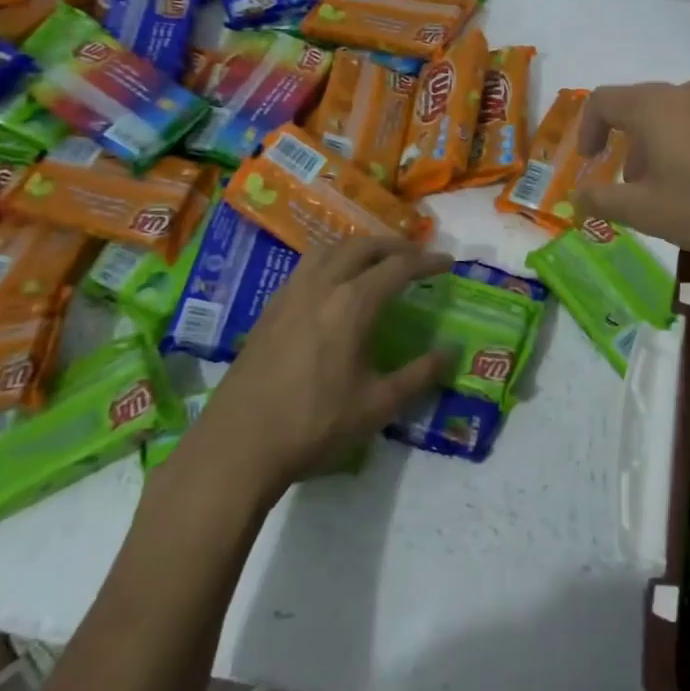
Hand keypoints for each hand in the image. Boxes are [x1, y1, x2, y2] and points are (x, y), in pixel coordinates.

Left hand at [181, 238, 453, 493]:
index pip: (398, 267)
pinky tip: (332, 286)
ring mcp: (290, 294)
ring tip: (375, 261)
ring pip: (328, 250)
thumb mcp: (378, 405)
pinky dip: (330, 261)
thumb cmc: (315, 424)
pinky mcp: (269, 309)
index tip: (448, 263)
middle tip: (416, 257)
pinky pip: (305, 267)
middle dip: (394, 246)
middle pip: (362, 247)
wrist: (239, 444)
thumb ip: (419, 375)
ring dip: (358, 247)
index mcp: (352, 304)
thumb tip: (451, 351)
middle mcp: (321, 286)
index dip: (427, 262)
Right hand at [575, 77, 689, 273]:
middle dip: (626, 145)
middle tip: (630, 186)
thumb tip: (576, 198)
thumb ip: (602, 200)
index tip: (590, 161)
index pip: (603, 100)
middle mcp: (687, 91)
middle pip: (641, 107)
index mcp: (654, 106)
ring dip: (659, 147)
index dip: (587, 129)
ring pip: (675, 116)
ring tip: (668, 190)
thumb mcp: (645, 211)